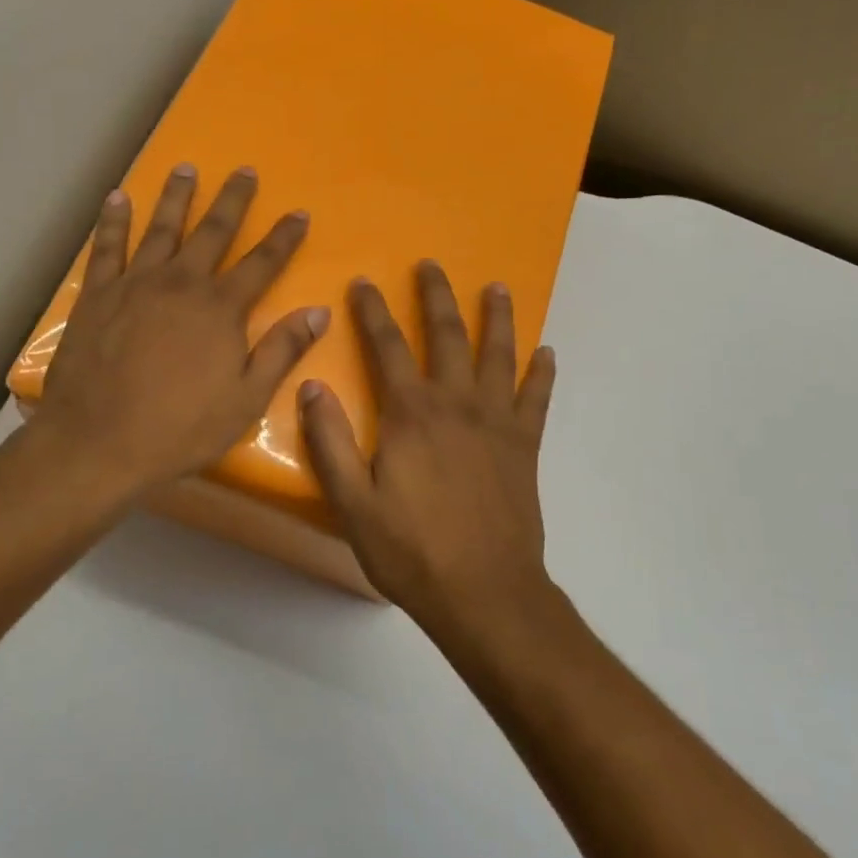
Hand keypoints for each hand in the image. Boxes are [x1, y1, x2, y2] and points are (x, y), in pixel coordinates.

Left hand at [32, 165, 330, 501]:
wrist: (98, 443)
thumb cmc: (180, 428)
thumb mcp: (246, 400)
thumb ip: (281, 351)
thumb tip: (319, 312)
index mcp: (221, 308)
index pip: (262, 263)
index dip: (284, 237)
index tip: (299, 212)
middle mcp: (181, 283)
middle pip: (213, 231)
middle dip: (232, 200)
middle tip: (244, 170)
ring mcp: (135, 284)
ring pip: (160, 228)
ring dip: (176, 197)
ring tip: (185, 168)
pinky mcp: (97, 295)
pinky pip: (106, 247)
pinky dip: (113, 221)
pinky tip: (118, 198)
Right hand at [298, 261, 556, 627]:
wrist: (485, 592)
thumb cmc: (412, 551)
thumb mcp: (353, 504)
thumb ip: (330, 442)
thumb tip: (311, 386)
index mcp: (411, 415)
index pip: (386, 347)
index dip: (372, 312)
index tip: (364, 281)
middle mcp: (456, 404)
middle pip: (446, 335)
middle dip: (435, 296)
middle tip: (431, 265)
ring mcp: (497, 422)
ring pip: (498, 355)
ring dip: (496, 318)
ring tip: (497, 287)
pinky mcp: (525, 446)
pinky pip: (537, 398)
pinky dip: (542, 373)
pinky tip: (547, 352)